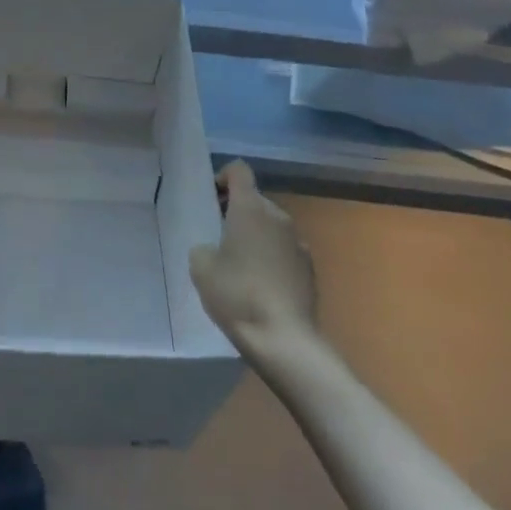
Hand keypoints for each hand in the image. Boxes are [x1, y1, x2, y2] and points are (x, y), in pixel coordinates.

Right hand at [189, 161, 318, 359]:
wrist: (284, 339)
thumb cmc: (237, 294)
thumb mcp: (201, 268)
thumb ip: (203, 246)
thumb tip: (214, 249)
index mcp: (250, 208)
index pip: (239, 170)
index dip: (223, 177)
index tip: (212, 199)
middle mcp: (277, 216)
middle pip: (255, 199)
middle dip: (236, 211)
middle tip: (219, 237)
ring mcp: (297, 241)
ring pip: (271, 225)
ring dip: (255, 235)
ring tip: (240, 264)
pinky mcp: (309, 267)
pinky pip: (284, 249)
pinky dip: (271, 256)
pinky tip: (261, 284)